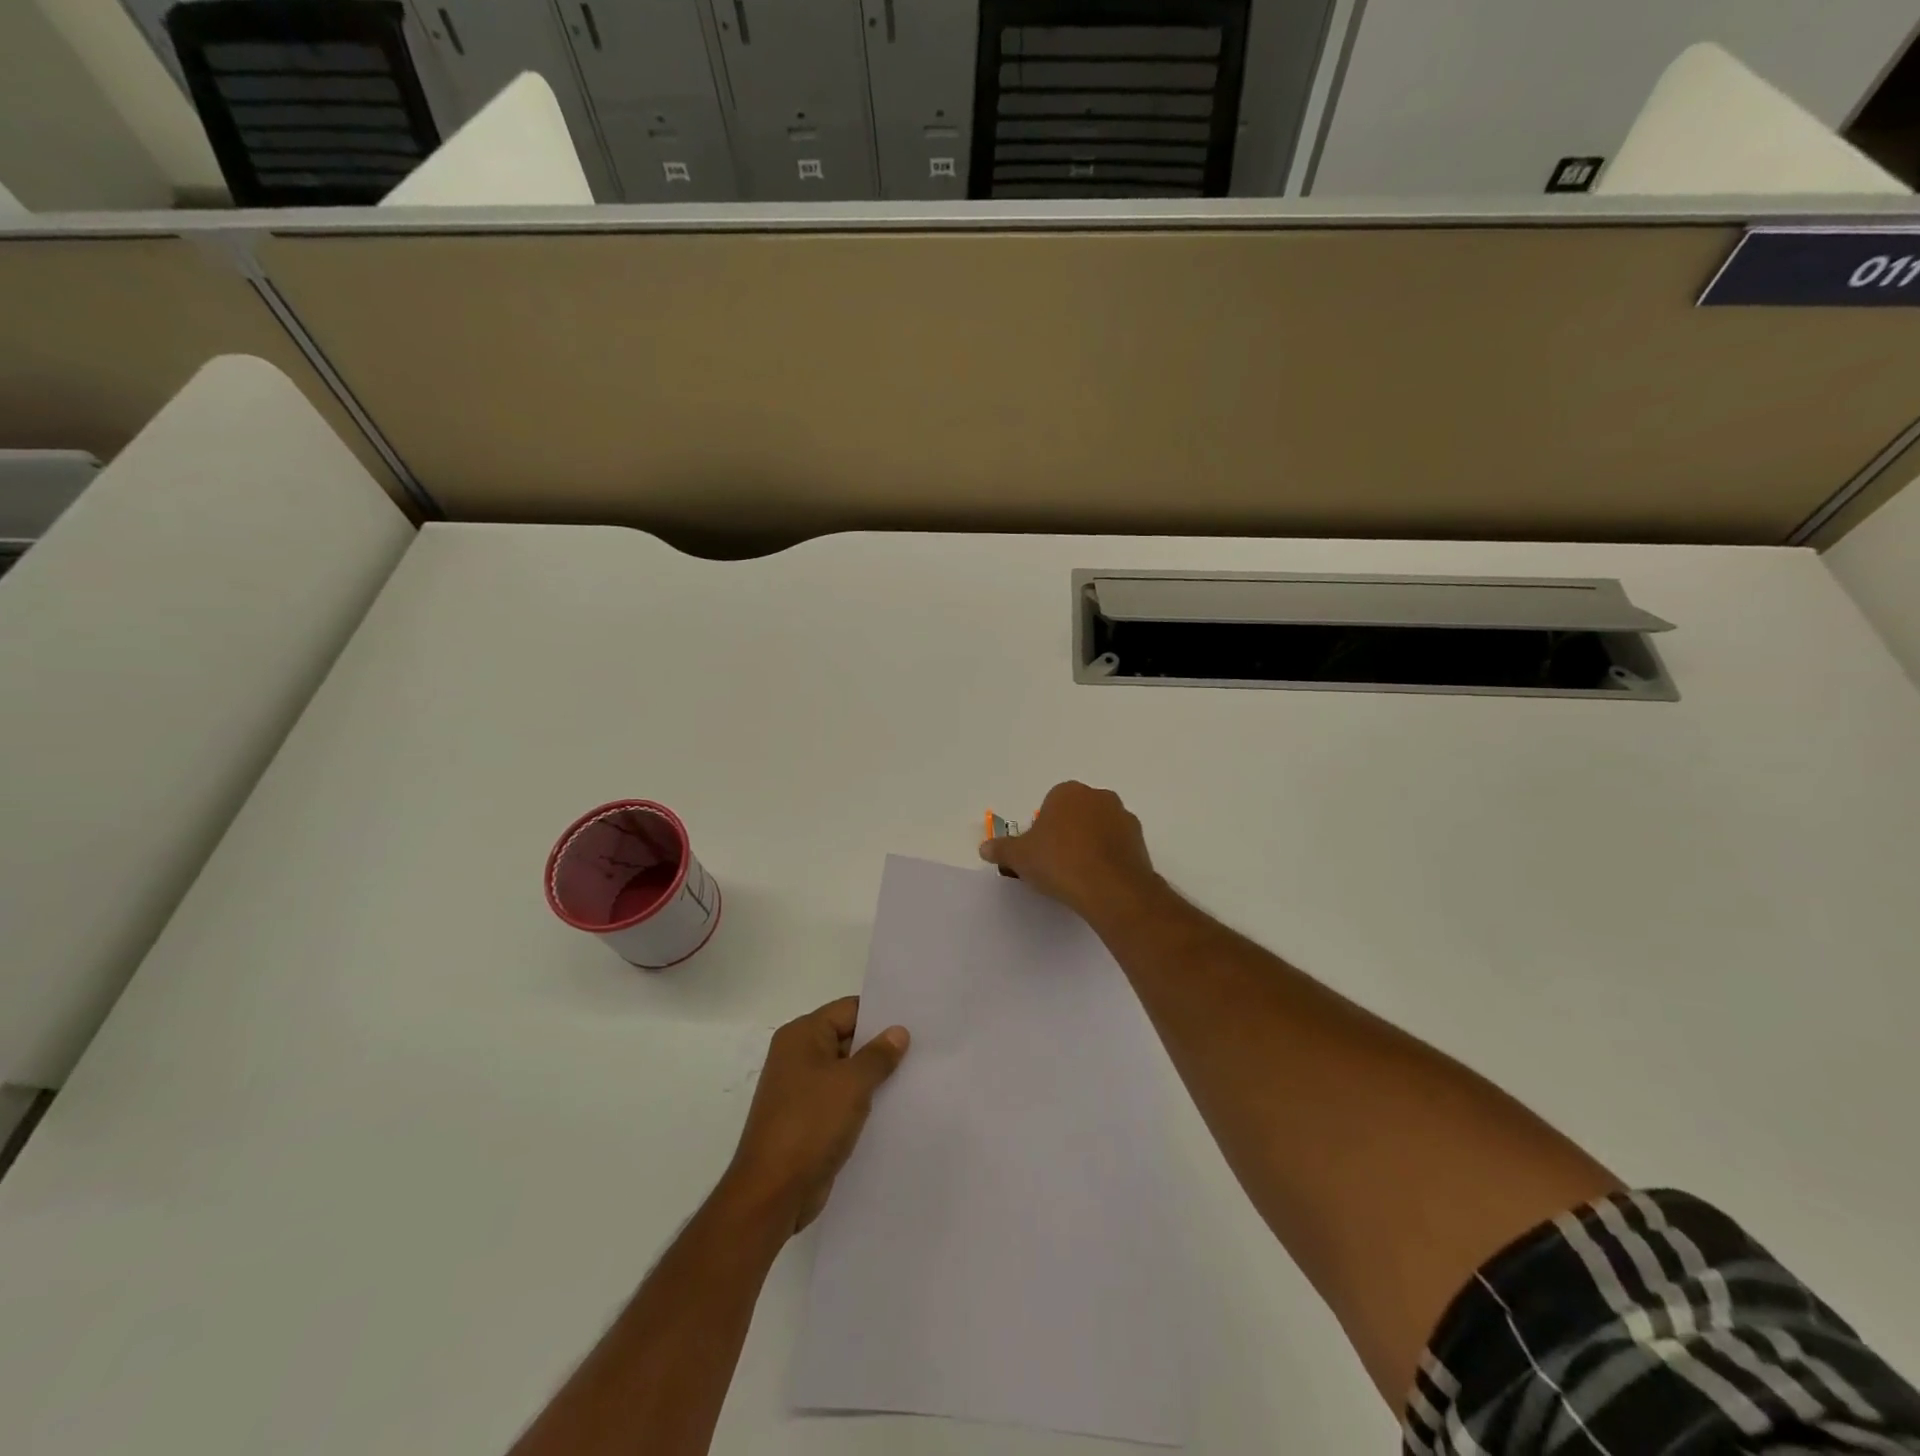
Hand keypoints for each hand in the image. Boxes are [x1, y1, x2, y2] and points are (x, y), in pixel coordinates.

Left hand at [724, 997, 909, 1234]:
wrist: (772, 1193)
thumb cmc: (811, 1124)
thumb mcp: (852, 1084)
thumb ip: (878, 1054)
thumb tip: (898, 1031)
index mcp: (802, 1035)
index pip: (849, 1009)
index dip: (881, 1014)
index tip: (915, 1020)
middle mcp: (798, 1055)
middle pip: (847, 1038)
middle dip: (880, 1046)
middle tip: (923, 1048)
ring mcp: (801, 1089)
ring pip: (846, 1071)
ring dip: (873, 1077)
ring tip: (914, 1076)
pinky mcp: (807, 1119)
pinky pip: (840, 1099)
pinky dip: (862, 1101)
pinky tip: (892, 1107)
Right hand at [978, 781, 1161, 921]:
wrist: (1110, 888)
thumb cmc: (1059, 862)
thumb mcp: (1020, 857)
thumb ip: (1001, 849)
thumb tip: (984, 848)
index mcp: (1068, 792)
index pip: (1050, 805)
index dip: (1042, 830)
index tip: (1039, 853)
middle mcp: (1098, 797)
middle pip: (1076, 814)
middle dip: (1067, 834)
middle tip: (1055, 864)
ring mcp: (1123, 818)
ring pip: (1099, 829)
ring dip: (1089, 845)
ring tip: (1078, 876)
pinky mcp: (1140, 841)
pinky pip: (1117, 847)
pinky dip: (1108, 859)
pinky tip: (1098, 881)